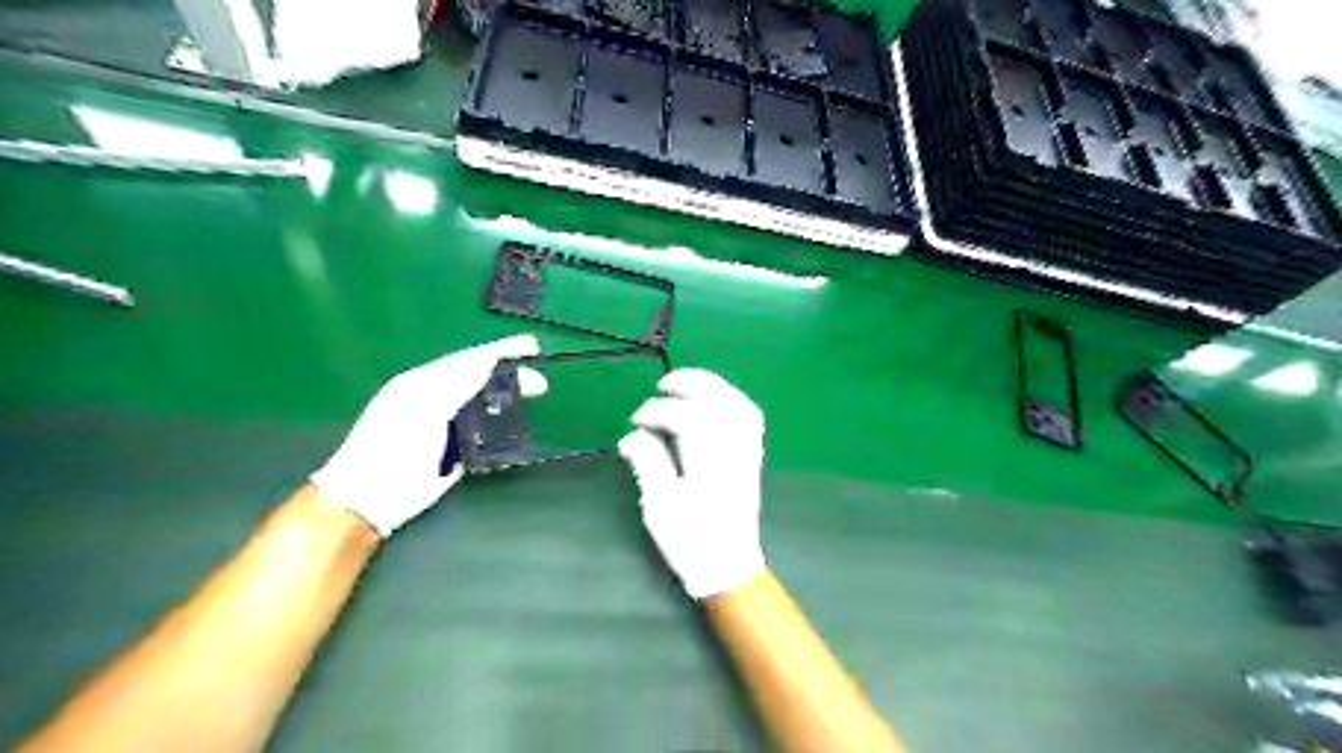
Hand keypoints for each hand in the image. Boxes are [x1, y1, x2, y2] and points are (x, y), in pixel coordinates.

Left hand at [316, 331, 538, 534]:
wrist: (372, 496)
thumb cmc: (391, 445)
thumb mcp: (423, 408)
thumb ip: (457, 385)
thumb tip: (487, 360)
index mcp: (426, 382)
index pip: (469, 359)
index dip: (501, 351)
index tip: (531, 345)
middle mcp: (440, 400)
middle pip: (482, 382)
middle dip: (512, 378)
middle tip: (541, 383)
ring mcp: (449, 426)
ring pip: (486, 407)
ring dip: (510, 402)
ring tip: (536, 399)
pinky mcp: (458, 452)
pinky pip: (485, 434)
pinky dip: (502, 429)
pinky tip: (520, 427)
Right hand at [618, 368, 764, 596]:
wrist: (729, 567)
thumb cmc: (692, 543)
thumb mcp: (661, 508)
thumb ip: (648, 465)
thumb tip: (631, 436)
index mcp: (710, 465)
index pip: (689, 419)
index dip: (660, 412)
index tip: (637, 419)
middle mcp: (734, 453)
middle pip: (720, 403)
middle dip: (691, 385)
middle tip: (662, 386)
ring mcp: (748, 453)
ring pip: (739, 405)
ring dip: (713, 387)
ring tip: (685, 384)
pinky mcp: (752, 457)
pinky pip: (749, 417)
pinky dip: (731, 399)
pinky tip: (713, 400)